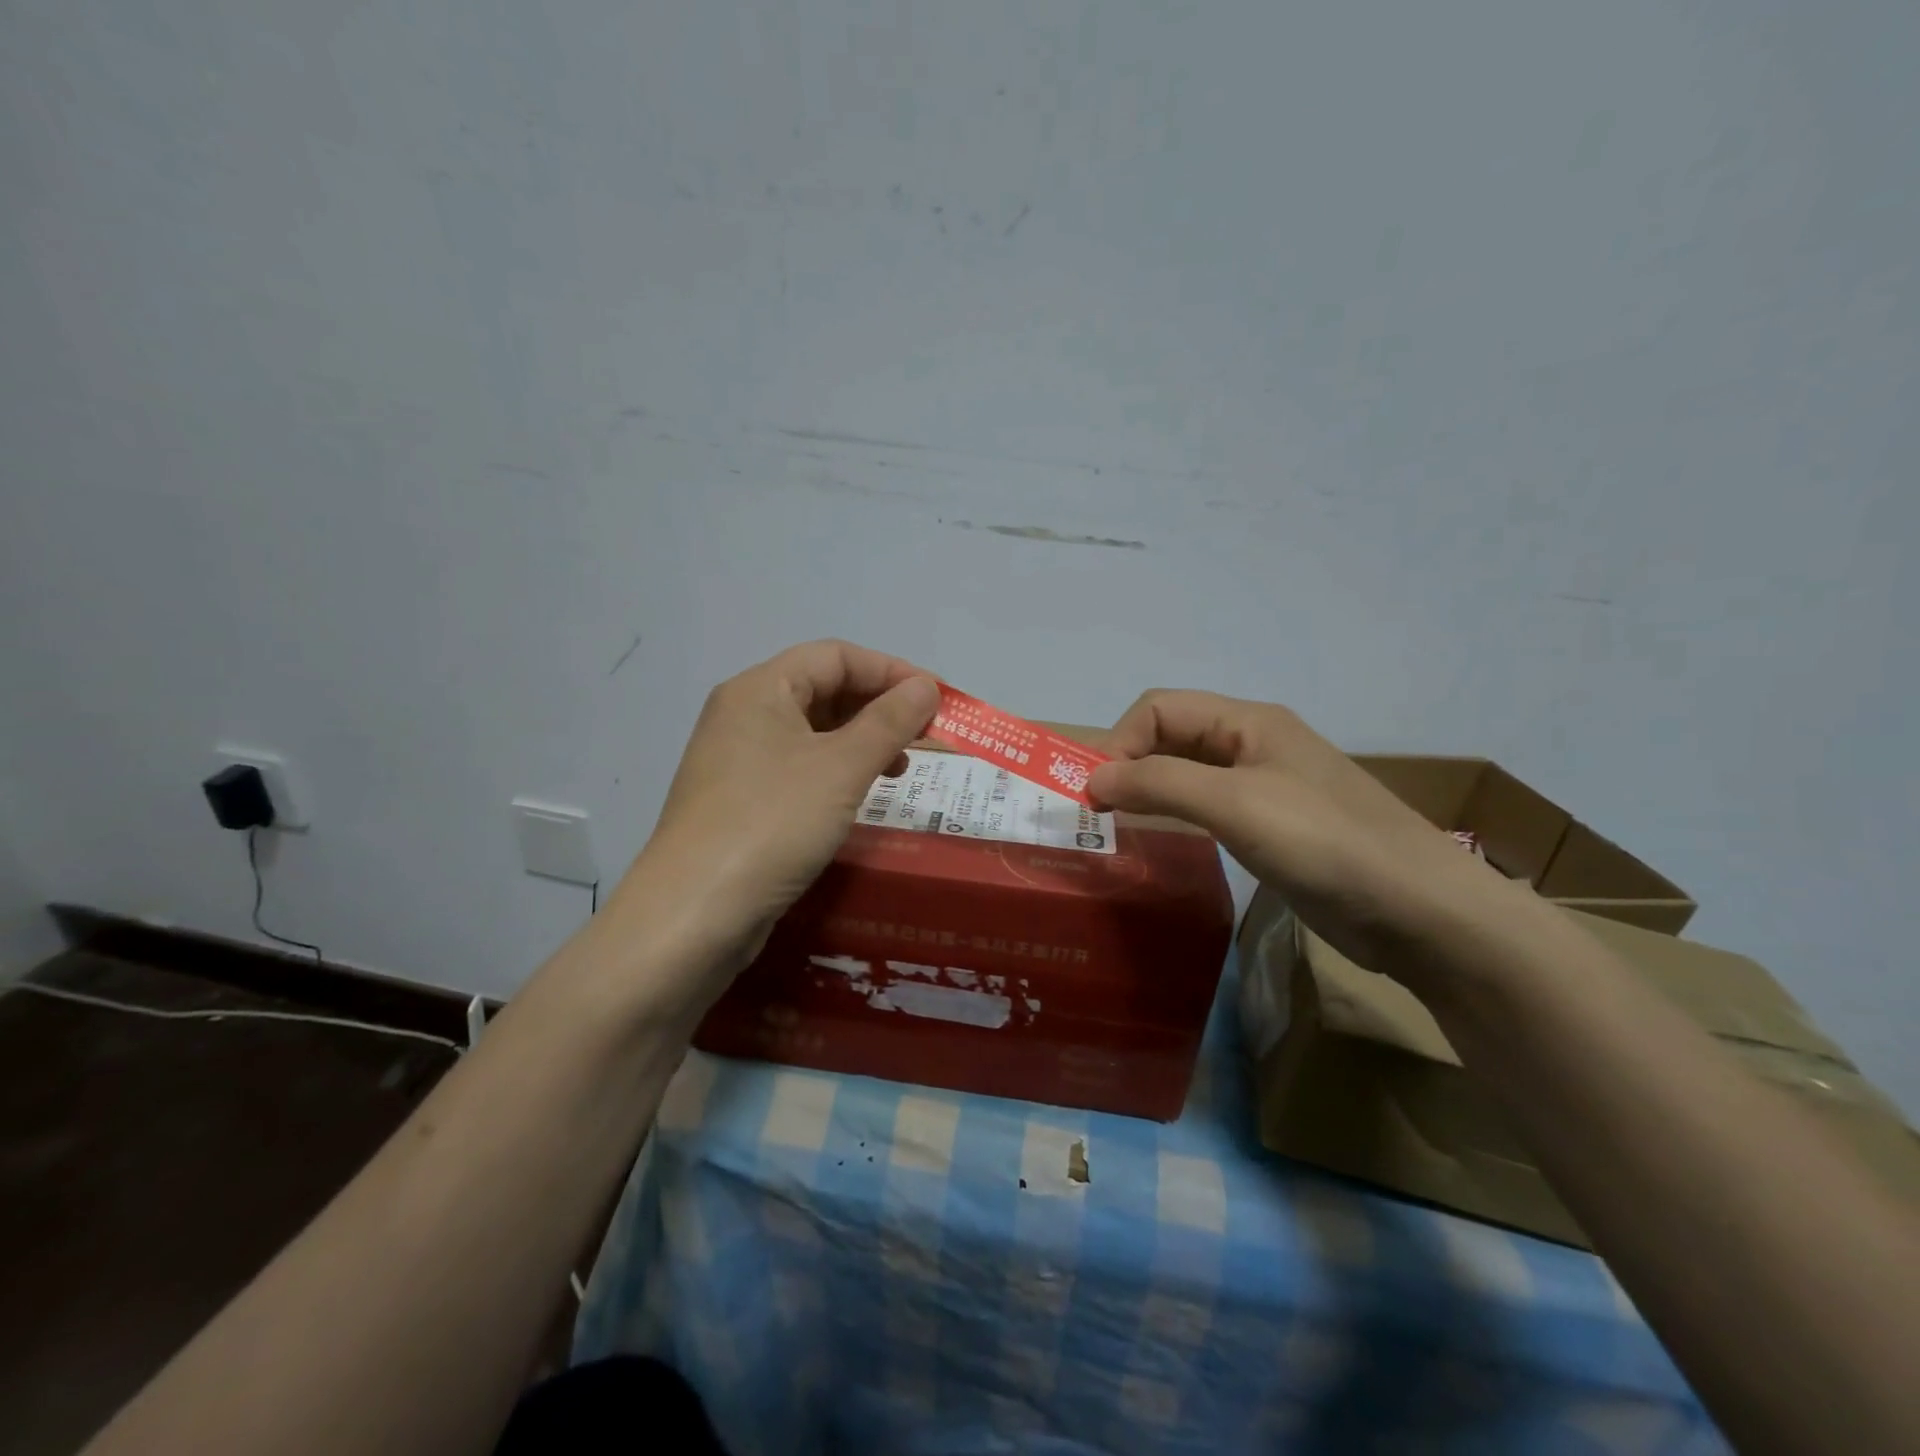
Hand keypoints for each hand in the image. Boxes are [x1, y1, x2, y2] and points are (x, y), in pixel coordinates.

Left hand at [608, 640, 938, 1007]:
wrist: (694, 915)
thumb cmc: (772, 824)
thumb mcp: (841, 768)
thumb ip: (889, 721)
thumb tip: (927, 687)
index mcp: (760, 689)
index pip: (835, 656)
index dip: (891, 670)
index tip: (937, 699)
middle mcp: (744, 715)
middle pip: (824, 690)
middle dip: (880, 707)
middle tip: (927, 736)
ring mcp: (738, 760)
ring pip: (813, 732)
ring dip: (863, 741)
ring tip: (902, 768)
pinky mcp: (741, 801)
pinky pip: (800, 768)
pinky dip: (838, 771)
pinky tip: (862, 795)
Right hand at [1088, 690, 1512, 978]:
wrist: (1420, 910)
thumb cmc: (1323, 842)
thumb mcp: (1234, 803)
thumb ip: (1159, 783)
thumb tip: (1093, 779)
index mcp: (1248, 721)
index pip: (1159, 709)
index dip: (1120, 742)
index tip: (1096, 794)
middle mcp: (1253, 744)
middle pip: (1171, 736)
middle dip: (1129, 763)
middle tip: (1097, 812)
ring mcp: (1265, 787)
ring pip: (1188, 772)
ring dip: (1149, 789)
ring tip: (1117, 825)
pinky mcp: (1272, 827)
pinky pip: (1208, 806)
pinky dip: (1176, 815)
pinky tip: (1164, 839)